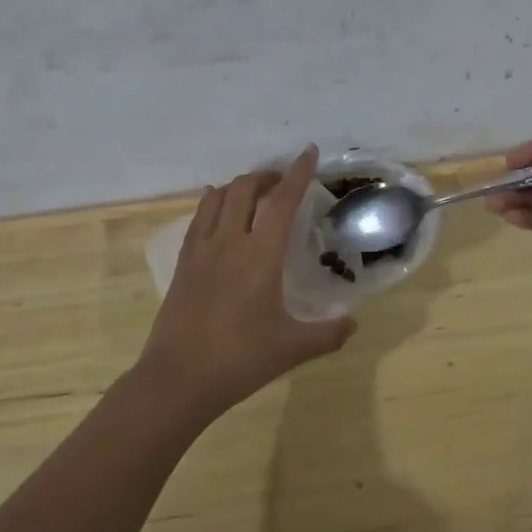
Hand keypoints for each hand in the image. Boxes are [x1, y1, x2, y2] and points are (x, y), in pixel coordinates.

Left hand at [135, 146, 355, 423]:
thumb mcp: (293, 348)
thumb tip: (353, 323)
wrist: (178, 379)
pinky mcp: (183, 263)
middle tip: (284, 183)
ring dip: (239, 186)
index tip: (309, 152)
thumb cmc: (240, 360)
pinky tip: (217, 207)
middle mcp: (229, 241)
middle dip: (267, 176)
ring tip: (255, 193)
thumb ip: (328, 333)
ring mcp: (201, 250)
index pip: (282, 201)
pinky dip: (213, 202)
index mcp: (261, 255)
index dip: (298, 173)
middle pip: (245, 188)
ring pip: (218, 197)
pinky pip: (198, 218)